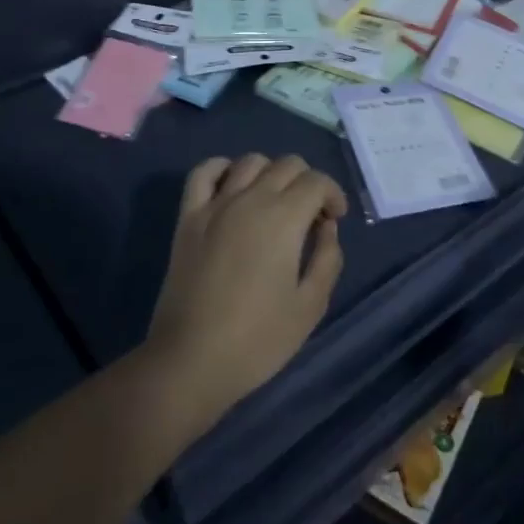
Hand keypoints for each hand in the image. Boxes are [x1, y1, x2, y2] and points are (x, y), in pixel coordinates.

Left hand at [144, 154, 346, 429]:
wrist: (190, 362)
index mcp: (283, 218)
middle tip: (310, 216)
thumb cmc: (257, 340)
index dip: (333, 194)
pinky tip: (232, 186)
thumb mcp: (310, 307)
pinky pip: (204, 172)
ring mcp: (215, 205)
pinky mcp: (188, 217)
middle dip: (307, 182)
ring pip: (250, 161)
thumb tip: (326, 227)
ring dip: (271, 173)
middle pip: (287, 164)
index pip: (317, 181)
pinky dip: (222, 168)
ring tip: (275, 203)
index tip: (335, 220)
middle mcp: (250, 199)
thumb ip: (327, 259)